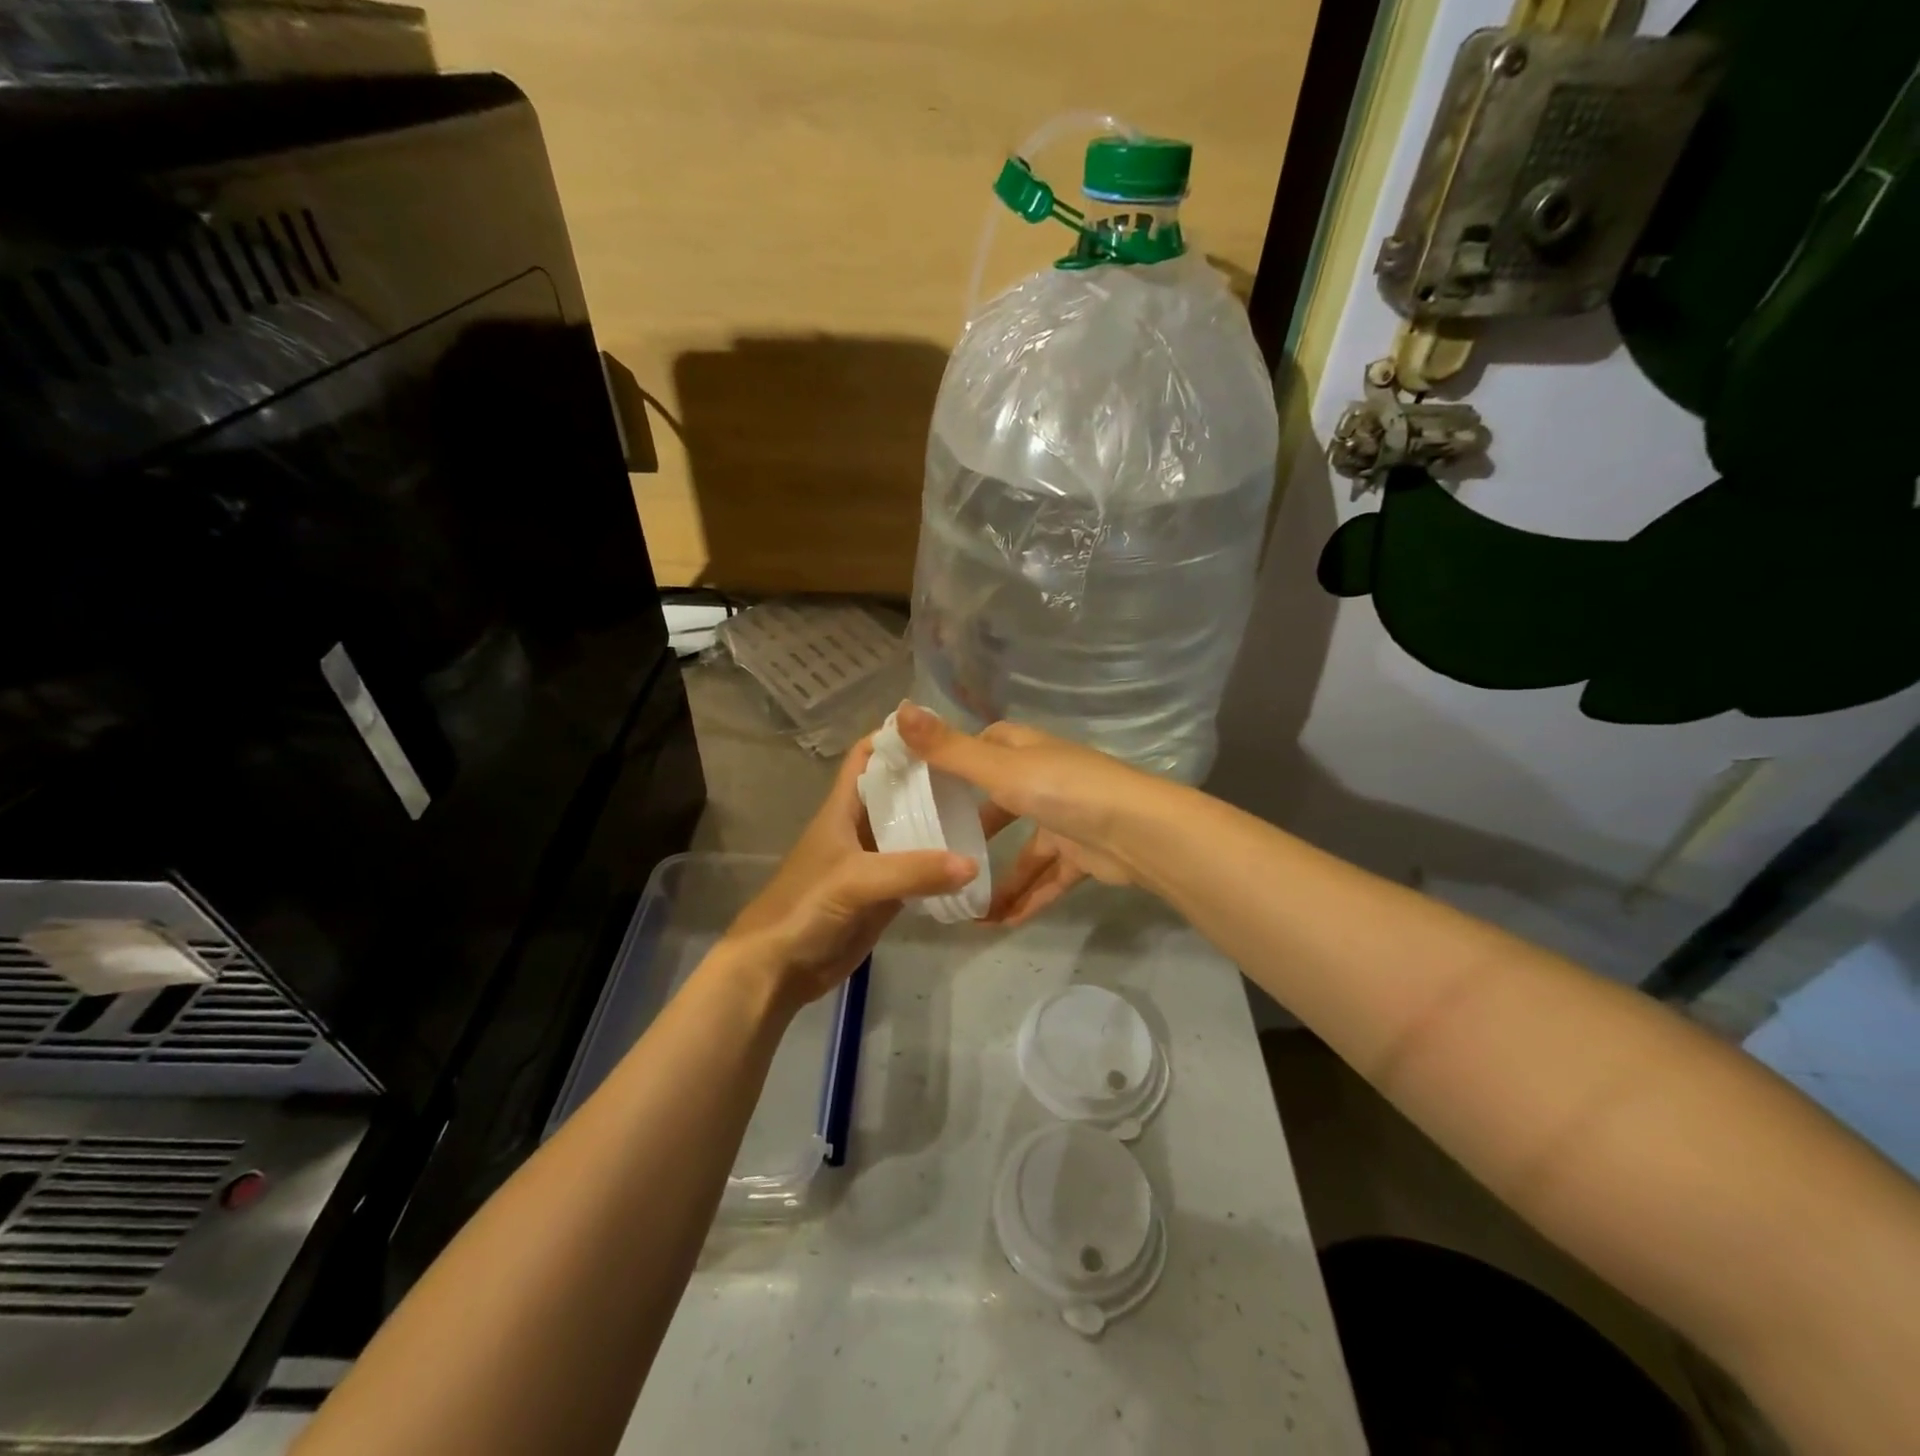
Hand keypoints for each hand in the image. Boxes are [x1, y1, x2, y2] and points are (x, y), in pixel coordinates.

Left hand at [722, 735, 977, 1006]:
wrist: (779, 969)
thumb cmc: (805, 907)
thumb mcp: (855, 880)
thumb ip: (911, 871)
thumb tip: (972, 864)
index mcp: (842, 809)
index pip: (866, 756)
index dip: (894, 737)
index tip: (939, 728)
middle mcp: (860, 828)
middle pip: (897, 791)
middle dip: (930, 778)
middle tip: (977, 770)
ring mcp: (874, 862)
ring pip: (911, 831)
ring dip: (940, 821)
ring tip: (984, 808)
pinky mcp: (884, 895)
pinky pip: (918, 872)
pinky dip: (941, 865)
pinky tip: (973, 861)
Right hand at [894, 704, 1174, 924]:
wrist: (1137, 832)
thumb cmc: (1062, 790)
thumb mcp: (998, 768)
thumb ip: (949, 749)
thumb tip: (898, 709)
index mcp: (1026, 751)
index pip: (986, 745)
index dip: (957, 757)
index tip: (924, 781)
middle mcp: (1045, 779)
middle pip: (1001, 800)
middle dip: (973, 827)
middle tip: (936, 851)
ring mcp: (1065, 819)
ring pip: (1024, 851)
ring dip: (999, 879)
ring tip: (965, 908)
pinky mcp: (1082, 855)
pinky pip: (1047, 879)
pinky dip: (1028, 898)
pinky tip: (1002, 923)